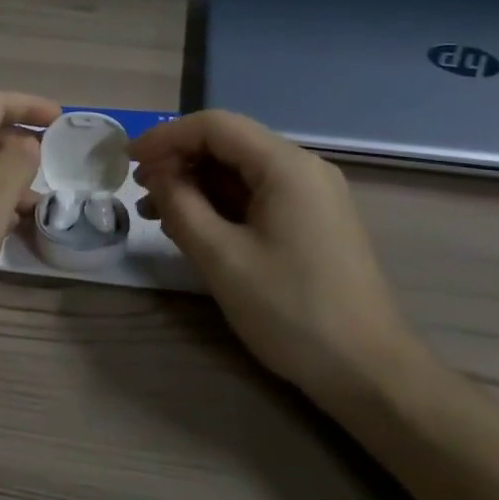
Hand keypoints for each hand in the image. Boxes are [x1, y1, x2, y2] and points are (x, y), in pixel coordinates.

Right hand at [132, 110, 414, 406]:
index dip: (166, 136)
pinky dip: (220, 204)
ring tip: (156, 213)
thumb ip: (181, 206)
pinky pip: (257, 197)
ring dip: (196, 185)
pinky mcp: (312, 222)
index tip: (128, 160)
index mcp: (286, 166)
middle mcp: (303, 169)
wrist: (369, 373)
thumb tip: (157, 173)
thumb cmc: (291, 311)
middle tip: (139, 189)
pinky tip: (192, 228)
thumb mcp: (222, 258)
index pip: (214, 126)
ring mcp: (312, 196)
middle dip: (179, 161)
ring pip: (241, 172)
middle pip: (229, 144)